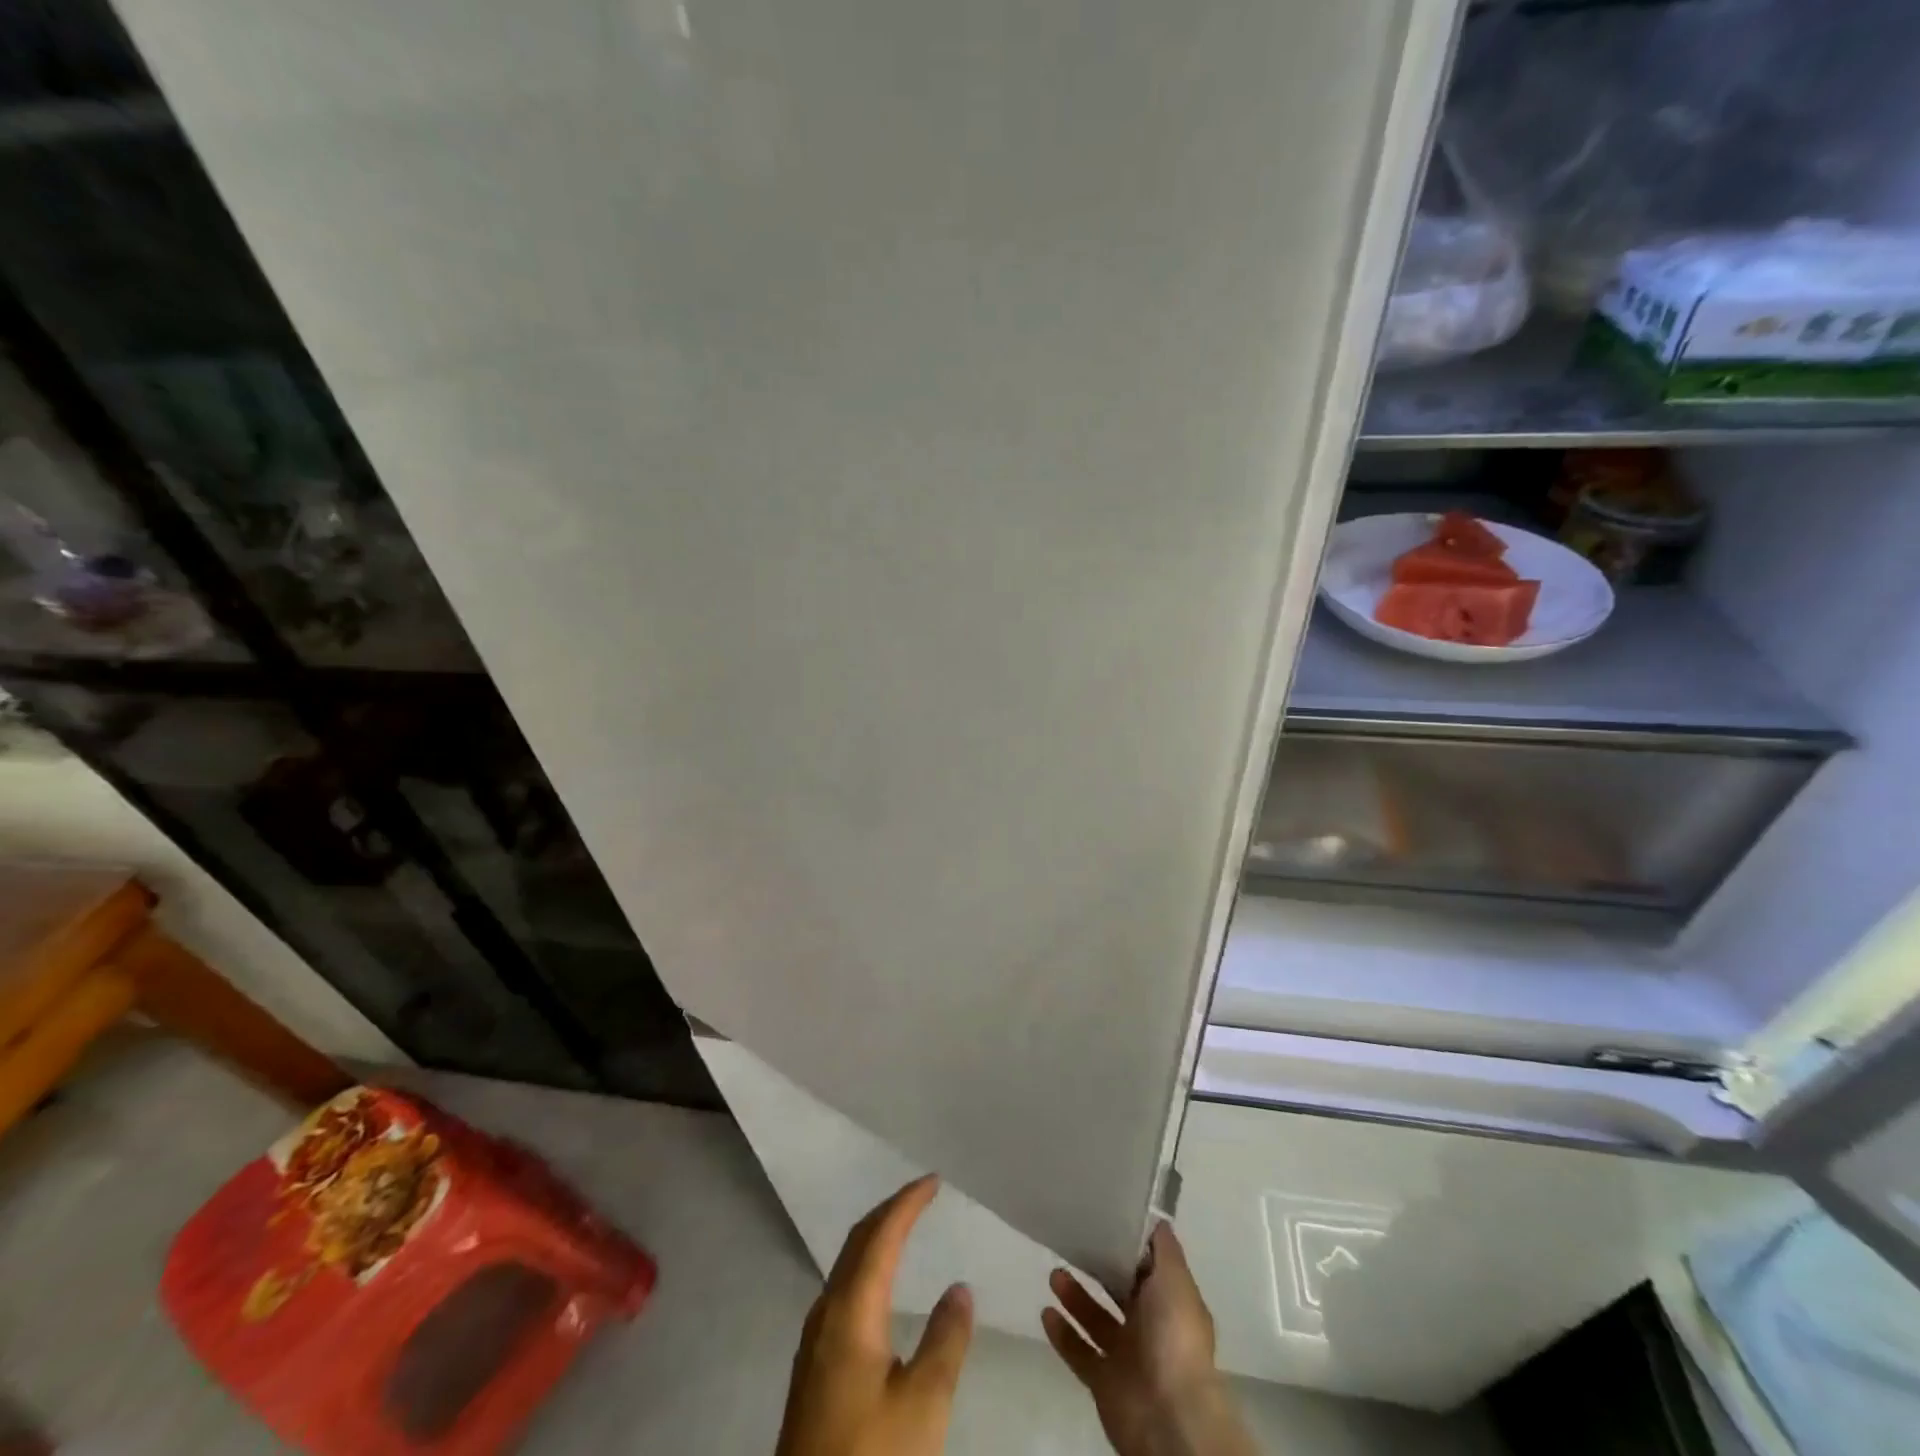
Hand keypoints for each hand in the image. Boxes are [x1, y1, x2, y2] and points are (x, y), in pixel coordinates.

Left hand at [776, 1175, 974, 1455]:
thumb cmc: (871, 1455)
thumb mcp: (923, 1405)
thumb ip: (945, 1340)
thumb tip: (960, 1287)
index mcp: (850, 1309)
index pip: (881, 1236)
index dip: (907, 1203)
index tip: (933, 1181)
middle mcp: (826, 1312)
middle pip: (857, 1243)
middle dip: (889, 1211)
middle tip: (921, 1195)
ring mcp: (815, 1340)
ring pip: (846, 1266)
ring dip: (876, 1238)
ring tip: (904, 1227)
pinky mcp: (813, 1367)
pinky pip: (843, 1290)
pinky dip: (866, 1267)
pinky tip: (879, 1286)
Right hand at [1042, 1222, 1256, 1455]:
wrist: (1170, 1417)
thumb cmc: (1174, 1337)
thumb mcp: (1175, 1280)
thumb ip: (1164, 1248)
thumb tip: (1155, 1217)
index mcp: (1169, 1303)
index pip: (1145, 1267)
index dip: (1126, 1246)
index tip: (1101, 1218)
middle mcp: (1149, 1328)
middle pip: (1118, 1292)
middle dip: (1096, 1269)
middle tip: (1071, 1243)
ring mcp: (1125, 1357)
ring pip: (1095, 1320)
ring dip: (1075, 1298)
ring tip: (1054, 1274)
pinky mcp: (1103, 1383)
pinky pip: (1079, 1353)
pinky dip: (1063, 1335)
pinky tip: (1046, 1313)